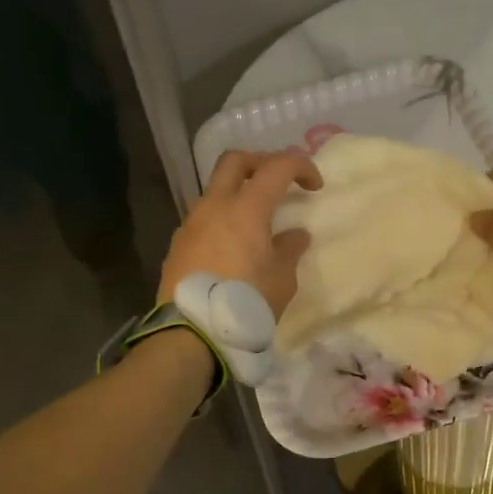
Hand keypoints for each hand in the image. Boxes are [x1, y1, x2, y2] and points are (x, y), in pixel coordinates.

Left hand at [160, 150, 322, 317]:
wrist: (191, 333)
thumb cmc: (246, 303)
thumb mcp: (281, 280)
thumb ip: (289, 250)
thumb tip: (295, 235)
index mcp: (246, 208)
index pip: (277, 166)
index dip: (301, 166)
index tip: (314, 186)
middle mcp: (214, 206)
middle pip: (234, 161)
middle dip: (260, 162)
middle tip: (278, 181)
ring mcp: (191, 223)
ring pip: (214, 190)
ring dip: (237, 194)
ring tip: (255, 223)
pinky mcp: (178, 244)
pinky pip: (203, 218)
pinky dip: (221, 220)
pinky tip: (232, 247)